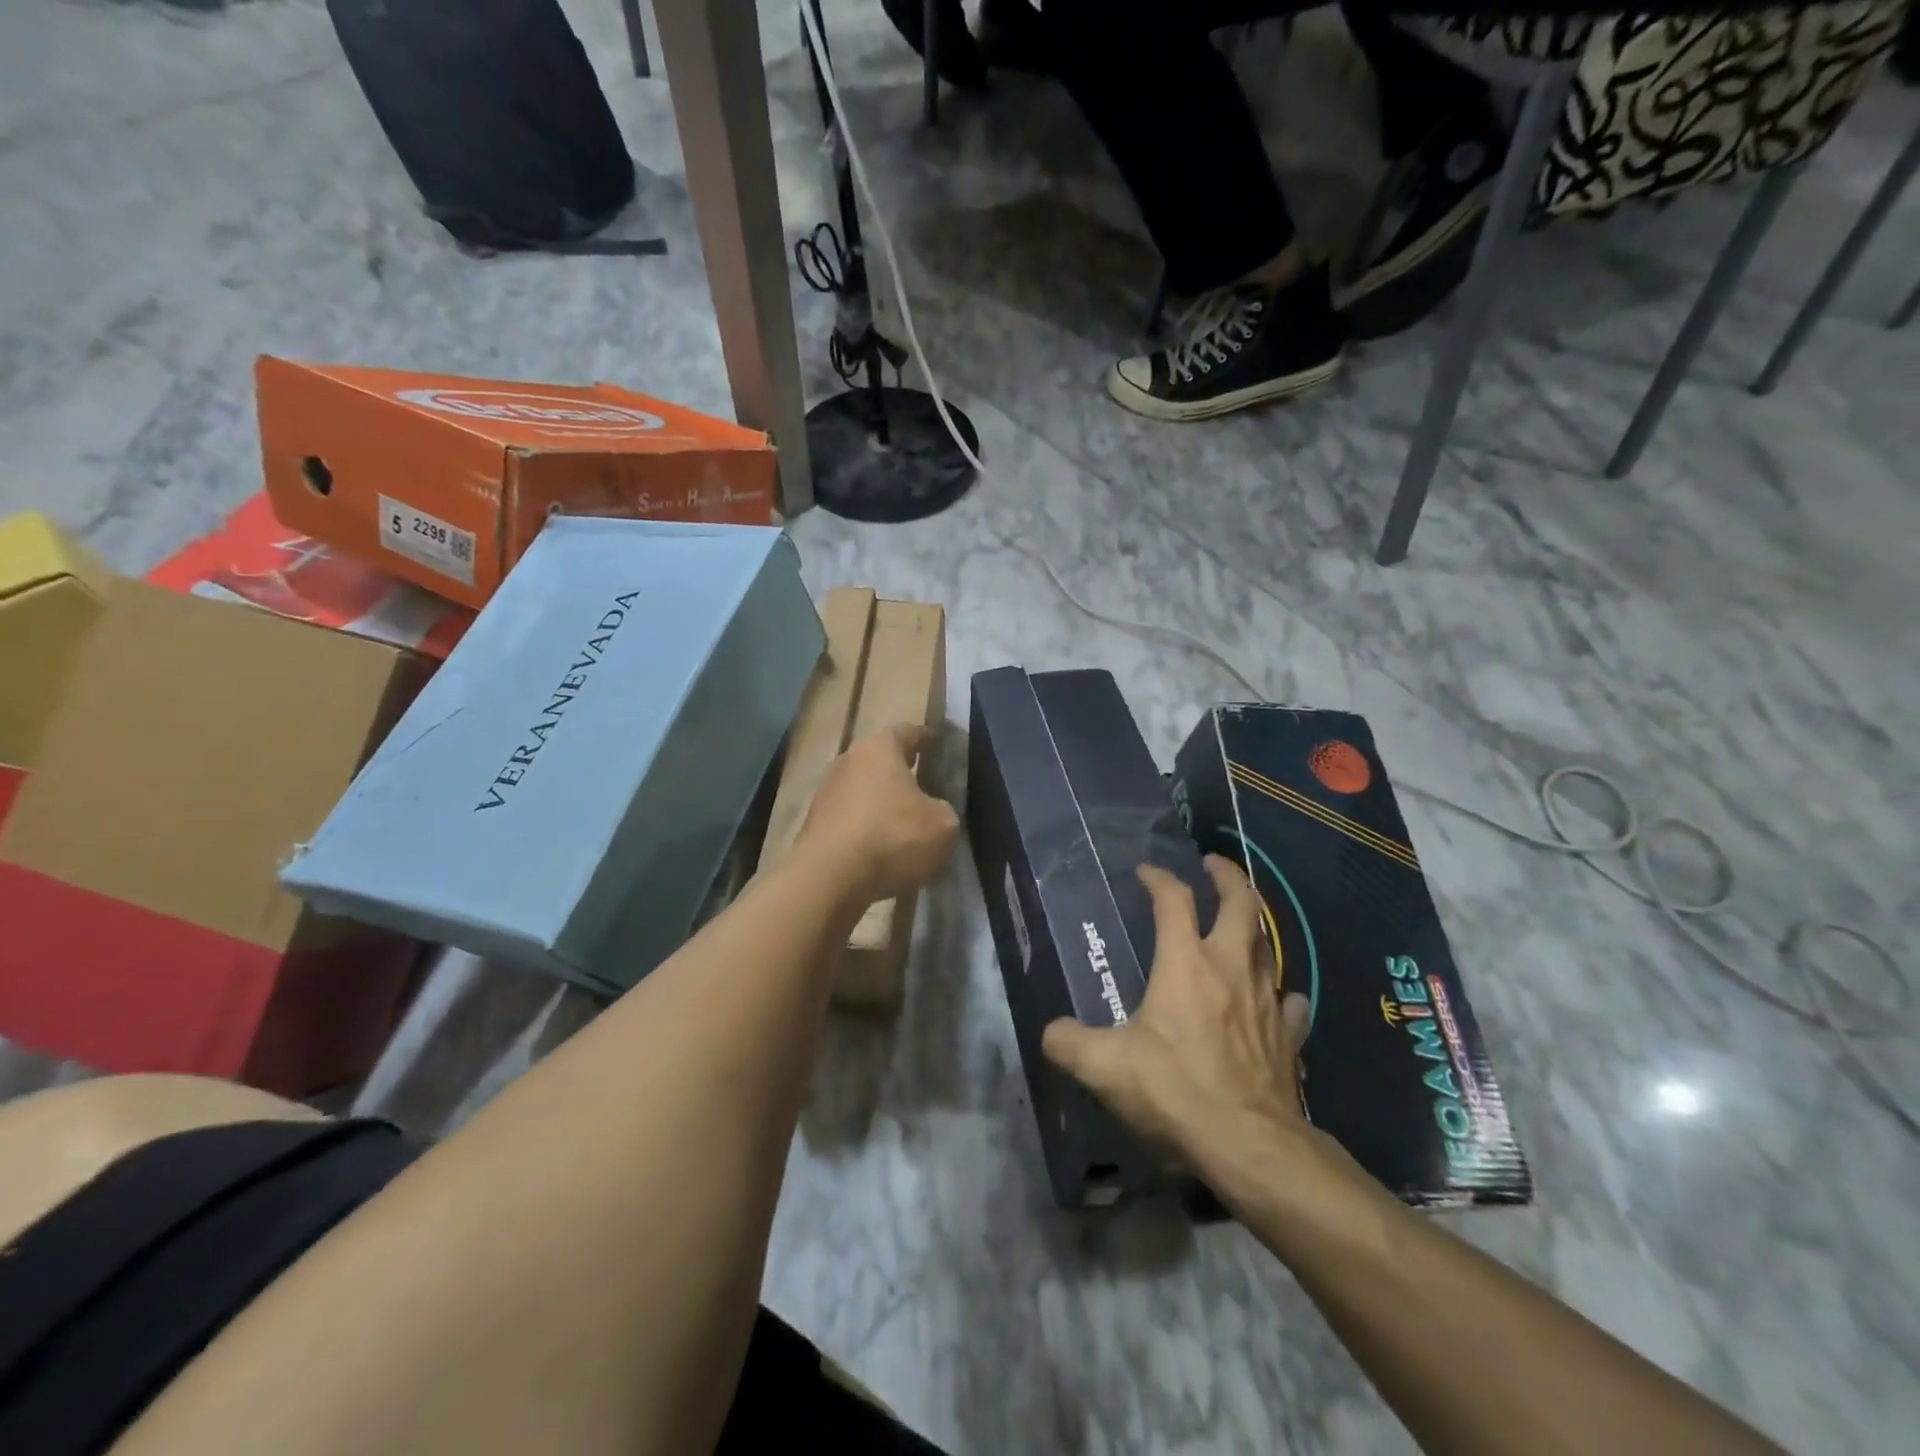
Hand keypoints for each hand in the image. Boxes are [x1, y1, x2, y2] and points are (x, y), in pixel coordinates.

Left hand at [797, 723, 958, 904]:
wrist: (829, 878)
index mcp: (879, 748)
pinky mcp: (814, 825)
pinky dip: (866, 830)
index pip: (906, 731)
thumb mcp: (943, 825)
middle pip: (879, 761)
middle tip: (923, 783)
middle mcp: (847, 761)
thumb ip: (943, 810)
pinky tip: (882, 850)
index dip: (924, 738)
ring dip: (881, 803)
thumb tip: (932, 813)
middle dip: (900, 772)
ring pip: (862, 791)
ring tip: (905, 824)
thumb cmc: (892, 837)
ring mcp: (826, 793)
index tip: (935, 744)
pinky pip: (850, 820)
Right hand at [1042, 857, 1311, 1170]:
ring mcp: (1267, 999)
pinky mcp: (1289, 1035)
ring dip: (1253, 926)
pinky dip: (1279, 991)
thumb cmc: (1175, 1091)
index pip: (1174, 899)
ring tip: (1239, 924)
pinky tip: (1273, 998)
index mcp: (1186, 963)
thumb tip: (1051, 1033)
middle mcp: (1231, 967)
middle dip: (1227, 876)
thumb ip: (1068, 1042)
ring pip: (1269, 945)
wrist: (1250, 1145)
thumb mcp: (1105, 1067)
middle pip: (1241, 903)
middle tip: (1212, 865)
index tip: (1144, 872)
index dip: (1158, 878)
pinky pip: (1290, 1001)